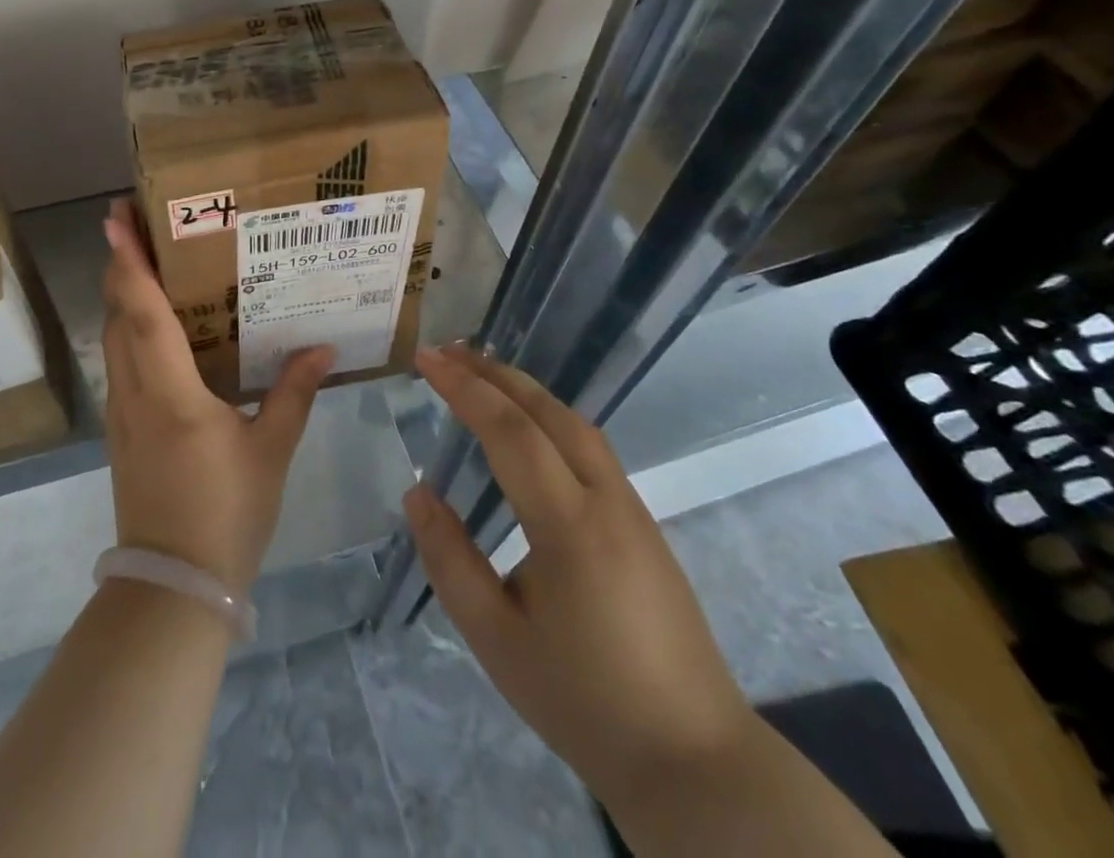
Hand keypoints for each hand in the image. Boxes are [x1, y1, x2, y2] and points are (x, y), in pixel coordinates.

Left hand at [100, 199, 332, 592]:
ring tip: (148, 263)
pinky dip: (129, 330)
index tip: (116, 220)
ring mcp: (121, 412)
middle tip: (139, 225)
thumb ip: (294, 394)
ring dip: (122, 296)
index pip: (142, 313)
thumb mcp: (270, 451)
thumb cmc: (225, 513)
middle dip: (121, 266)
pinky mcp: (122, 430)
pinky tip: (156, 328)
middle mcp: (134, 392)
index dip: (129, 263)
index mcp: (170, 392)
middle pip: (117, 316)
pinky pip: (120, 363)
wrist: (173, 587)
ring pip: (113, 339)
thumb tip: (323, 349)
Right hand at [402, 344, 752, 807]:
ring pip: (576, 424)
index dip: (464, 388)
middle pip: (548, 412)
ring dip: (525, 390)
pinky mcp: (644, 525)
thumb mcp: (496, 640)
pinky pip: (591, 448)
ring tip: (481, 374)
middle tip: (447, 352)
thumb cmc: (584, 702)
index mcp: (570, 526)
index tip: (425, 359)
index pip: (509, 431)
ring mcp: (634, 510)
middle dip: (494, 373)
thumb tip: (418, 493)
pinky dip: (549, 417)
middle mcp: (607, 501)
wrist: (695, 762)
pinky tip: (529, 428)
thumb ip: (450, 560)